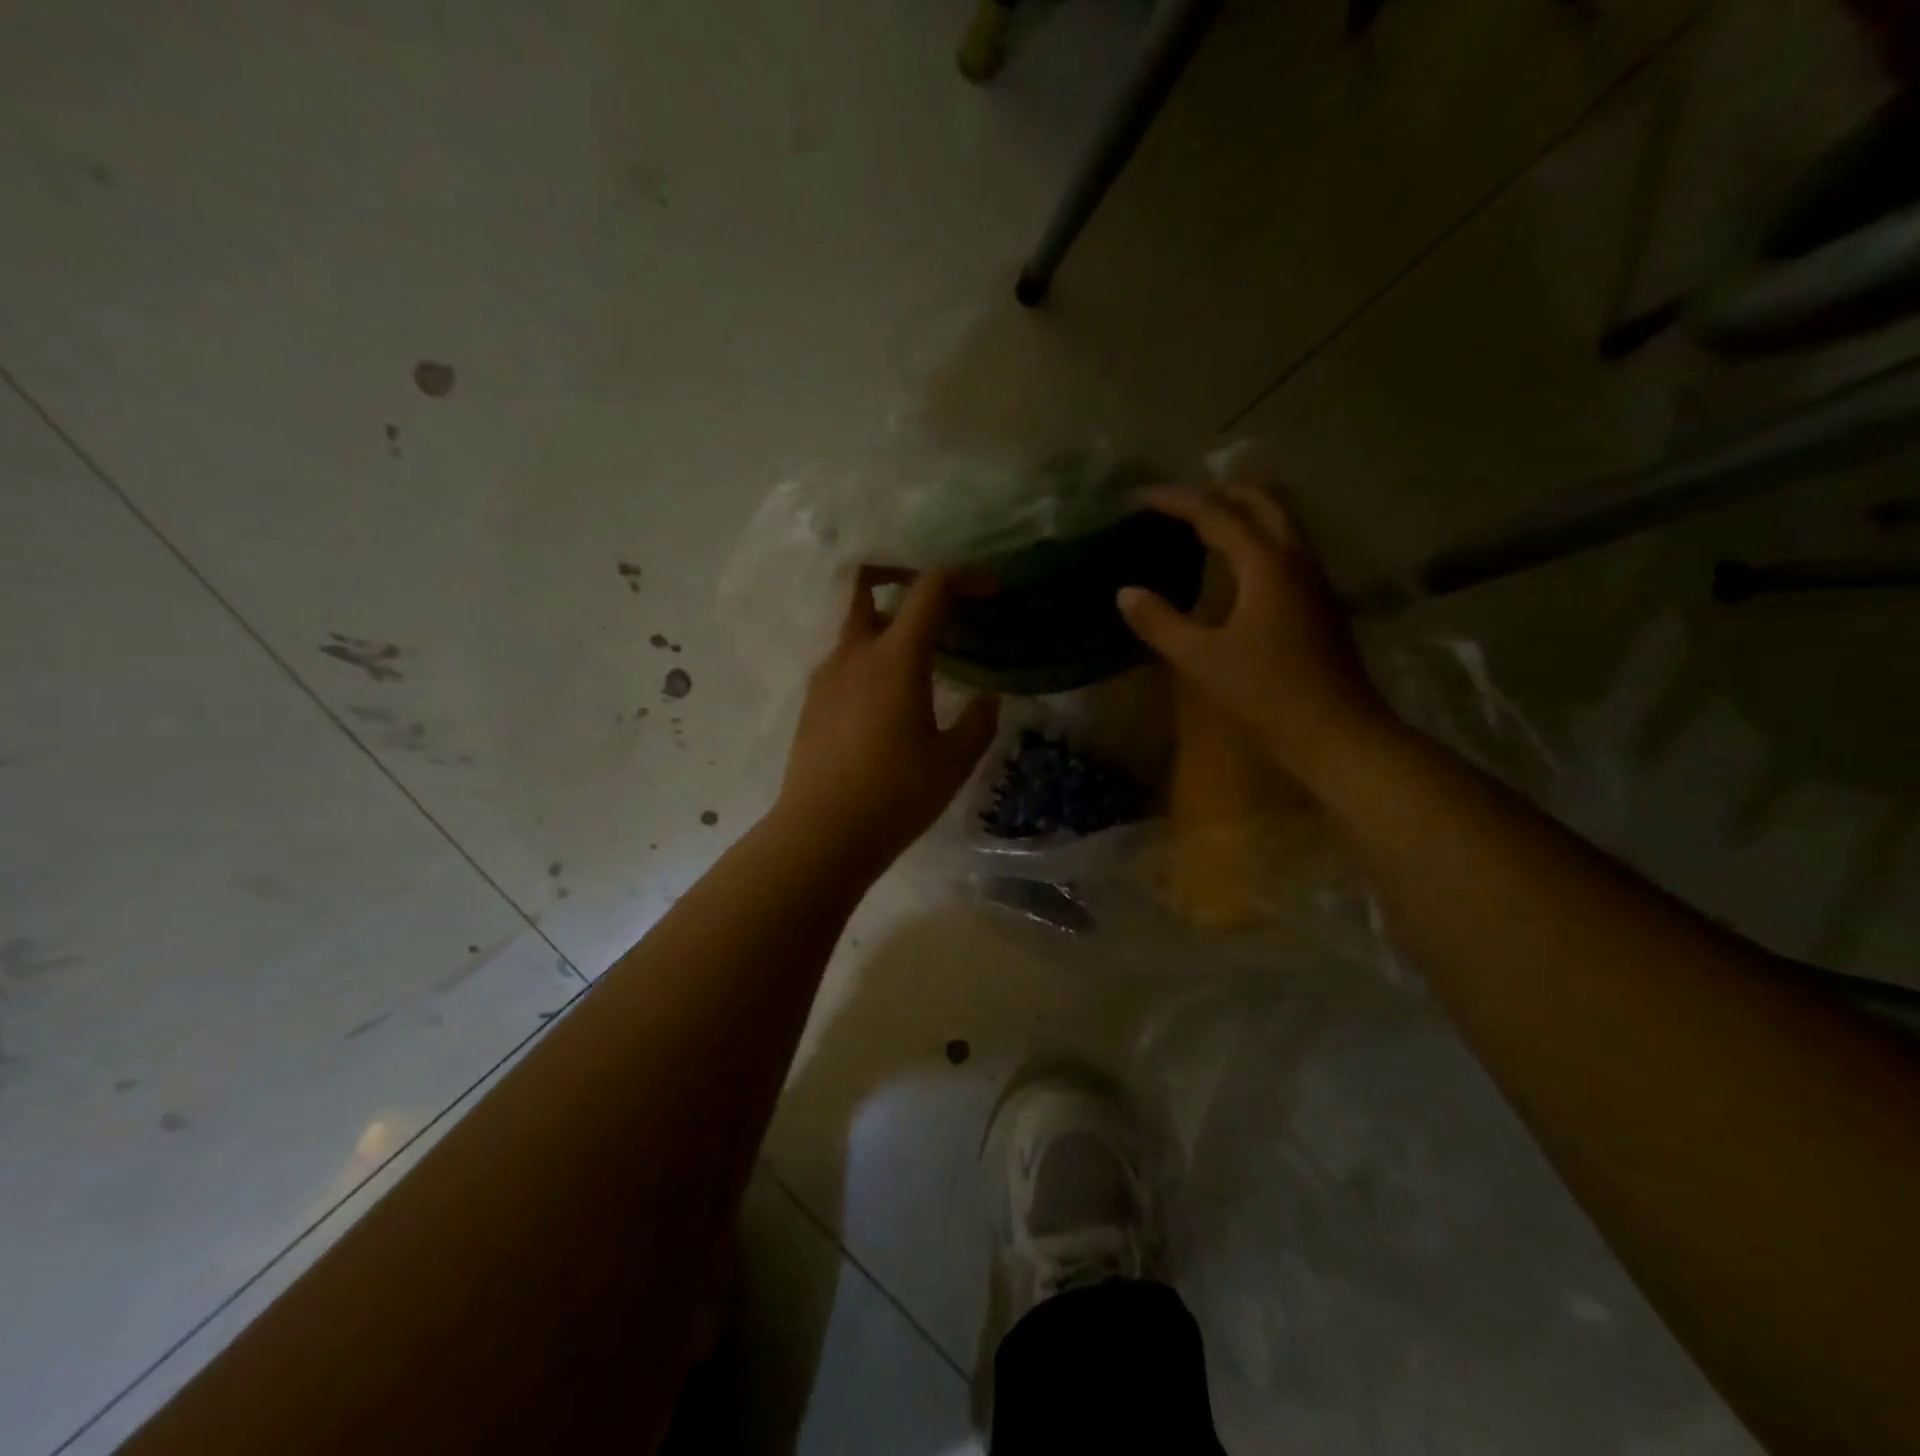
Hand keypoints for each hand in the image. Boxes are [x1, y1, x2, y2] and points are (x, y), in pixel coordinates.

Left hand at [771, 567, 999, 875]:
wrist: (821, 834)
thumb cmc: (895, 796)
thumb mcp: (953, 763)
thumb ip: (979, 723)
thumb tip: (988, 700)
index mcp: (895, 659)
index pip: (929, 590)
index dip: (963, 577)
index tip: (989, 587)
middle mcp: (855, 654)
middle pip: (868, 587)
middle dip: (902, 578)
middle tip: (937, 604)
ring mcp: (826, 677)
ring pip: (855, 627)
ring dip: (886, 626)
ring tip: (919, 660)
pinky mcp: (812, 702)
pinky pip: (844, 661)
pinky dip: (870, 659)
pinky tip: (888, 698)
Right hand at [1116, 485, 1393, 776]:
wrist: (1337, 731)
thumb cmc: (1266, 693)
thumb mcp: (1202, 659)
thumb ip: (1161, 622)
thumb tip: (1126, 592)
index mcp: (1266, 565)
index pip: (1217, 515)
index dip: (1177, 502)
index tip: (1142, 498)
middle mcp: (1296, 560)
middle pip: (1262, 503)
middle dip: (1220, 493)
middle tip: (1180, 502)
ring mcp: (1314, 580)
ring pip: (1281, 523)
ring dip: (1244, 512)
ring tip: (1205, 524)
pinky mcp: (1320, 603)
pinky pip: (1287, 549)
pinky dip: (1258, 538)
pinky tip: (1237, 567)